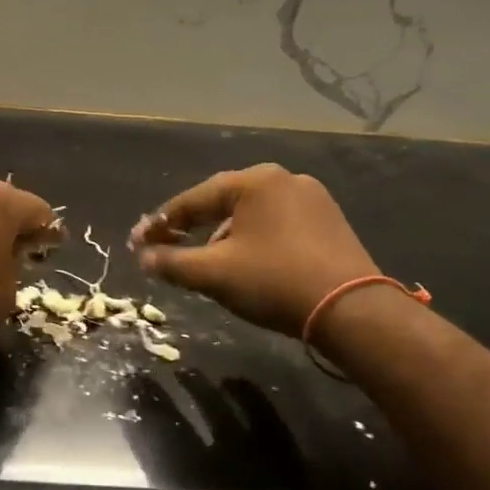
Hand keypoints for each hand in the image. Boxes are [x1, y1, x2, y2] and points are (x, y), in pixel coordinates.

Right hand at [131, 164, 378, 337]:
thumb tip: (143, 259)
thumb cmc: (275, 281)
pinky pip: (276, 225)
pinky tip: (245, 264)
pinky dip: (252, 241)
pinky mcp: (329, 223)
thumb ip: (172, 263)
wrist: (353, 310)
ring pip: (250, 216)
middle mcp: (284, 179)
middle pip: (222, 204)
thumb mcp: (214, 274)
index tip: (136, 243)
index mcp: (254, 181)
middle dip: (191, 228)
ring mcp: (312, 199)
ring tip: (205, 263)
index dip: (160, 223)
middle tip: (166, 249)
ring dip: (221, 237)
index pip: (193, 200)